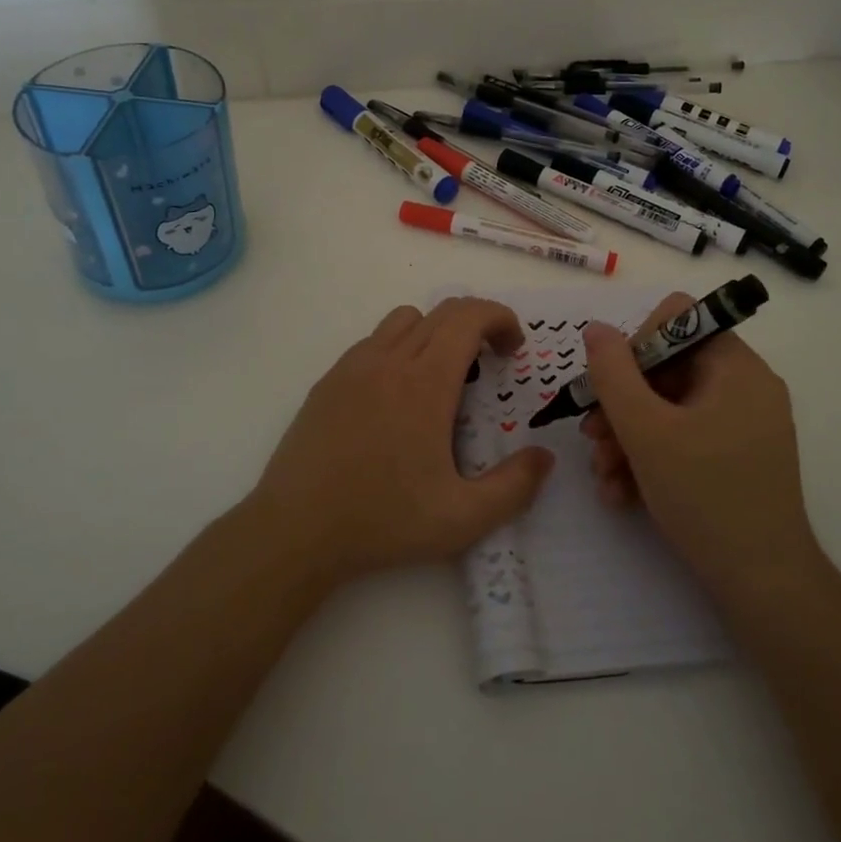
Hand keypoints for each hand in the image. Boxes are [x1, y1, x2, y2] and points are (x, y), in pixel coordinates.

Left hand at [245, 297, 554, 586]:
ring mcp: (353, 366)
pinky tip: (396, 397)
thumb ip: (513, 487)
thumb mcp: (462, 518)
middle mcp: (389, 361)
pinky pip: (372, 342)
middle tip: (492, 363)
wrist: (296, 529)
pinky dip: (398, 348)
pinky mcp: (328, 381)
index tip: (514, 348)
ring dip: (435, 332)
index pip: (468, 317)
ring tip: (443, 377)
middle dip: (477, 324)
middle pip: (441, 312)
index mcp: (425, 383)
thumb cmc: (382, 521)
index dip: (500, 318)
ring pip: (404, 320)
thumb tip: (544, 458)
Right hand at [580, 293, 815, 602]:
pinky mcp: (736, 458)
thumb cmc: (706, 496)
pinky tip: (622, 494)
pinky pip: (685, 439)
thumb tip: (595, 328)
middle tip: (592, 438)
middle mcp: (744, 387)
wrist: (763, 586)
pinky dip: (651, 458)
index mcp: (735, 367)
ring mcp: (743, 425)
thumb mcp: (646, 430)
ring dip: (627, 437)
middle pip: (667, 368)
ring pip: (669, 408)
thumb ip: (613, 373)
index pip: (677, 320)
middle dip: (621, 404)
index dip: (637, 345)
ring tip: (603, 475)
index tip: (613, 387)